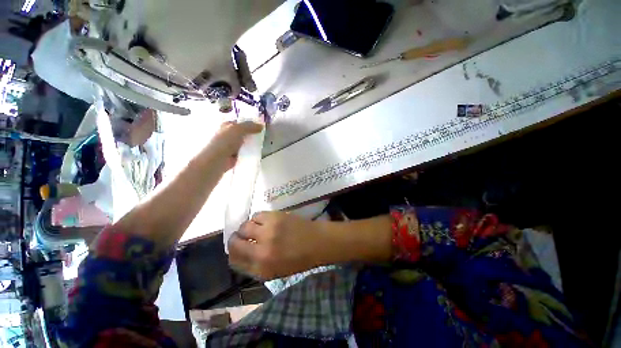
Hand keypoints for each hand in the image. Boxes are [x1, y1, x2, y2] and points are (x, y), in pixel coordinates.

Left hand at [207, 121, 262, 168]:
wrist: (218, 159)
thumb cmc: (225, 141)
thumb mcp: (238, 129)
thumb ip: (250, 126)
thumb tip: (262, 126)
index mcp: (227, 126)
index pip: (241, 122)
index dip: (250, 123)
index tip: (261, 126)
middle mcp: (229, 134)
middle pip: (244, 132)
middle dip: (253, 133)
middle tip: (263, 135)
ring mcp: (233, 145)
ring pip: (246, 142)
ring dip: (252, 143)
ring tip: (262, 143)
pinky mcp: (236, 154)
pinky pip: (246, 151)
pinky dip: (251, 151)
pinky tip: (257, 151)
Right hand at [228, 211, 327, 279]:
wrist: (316, 242)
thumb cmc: (298, 260)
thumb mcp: (274, 272)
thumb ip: (254, 266)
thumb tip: (238, 255)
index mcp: (262, 268)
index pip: (234, 260)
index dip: (233, 253)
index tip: (236, 249)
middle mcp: (262, 250)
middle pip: (235, 242)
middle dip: (235, 240)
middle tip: (243, 237)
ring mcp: (268, 231)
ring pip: (244, 226)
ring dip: (247, 228)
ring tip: (256, 229)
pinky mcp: (275, 217)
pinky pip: (256, 215)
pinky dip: (257, 219)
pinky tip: (265, 222)